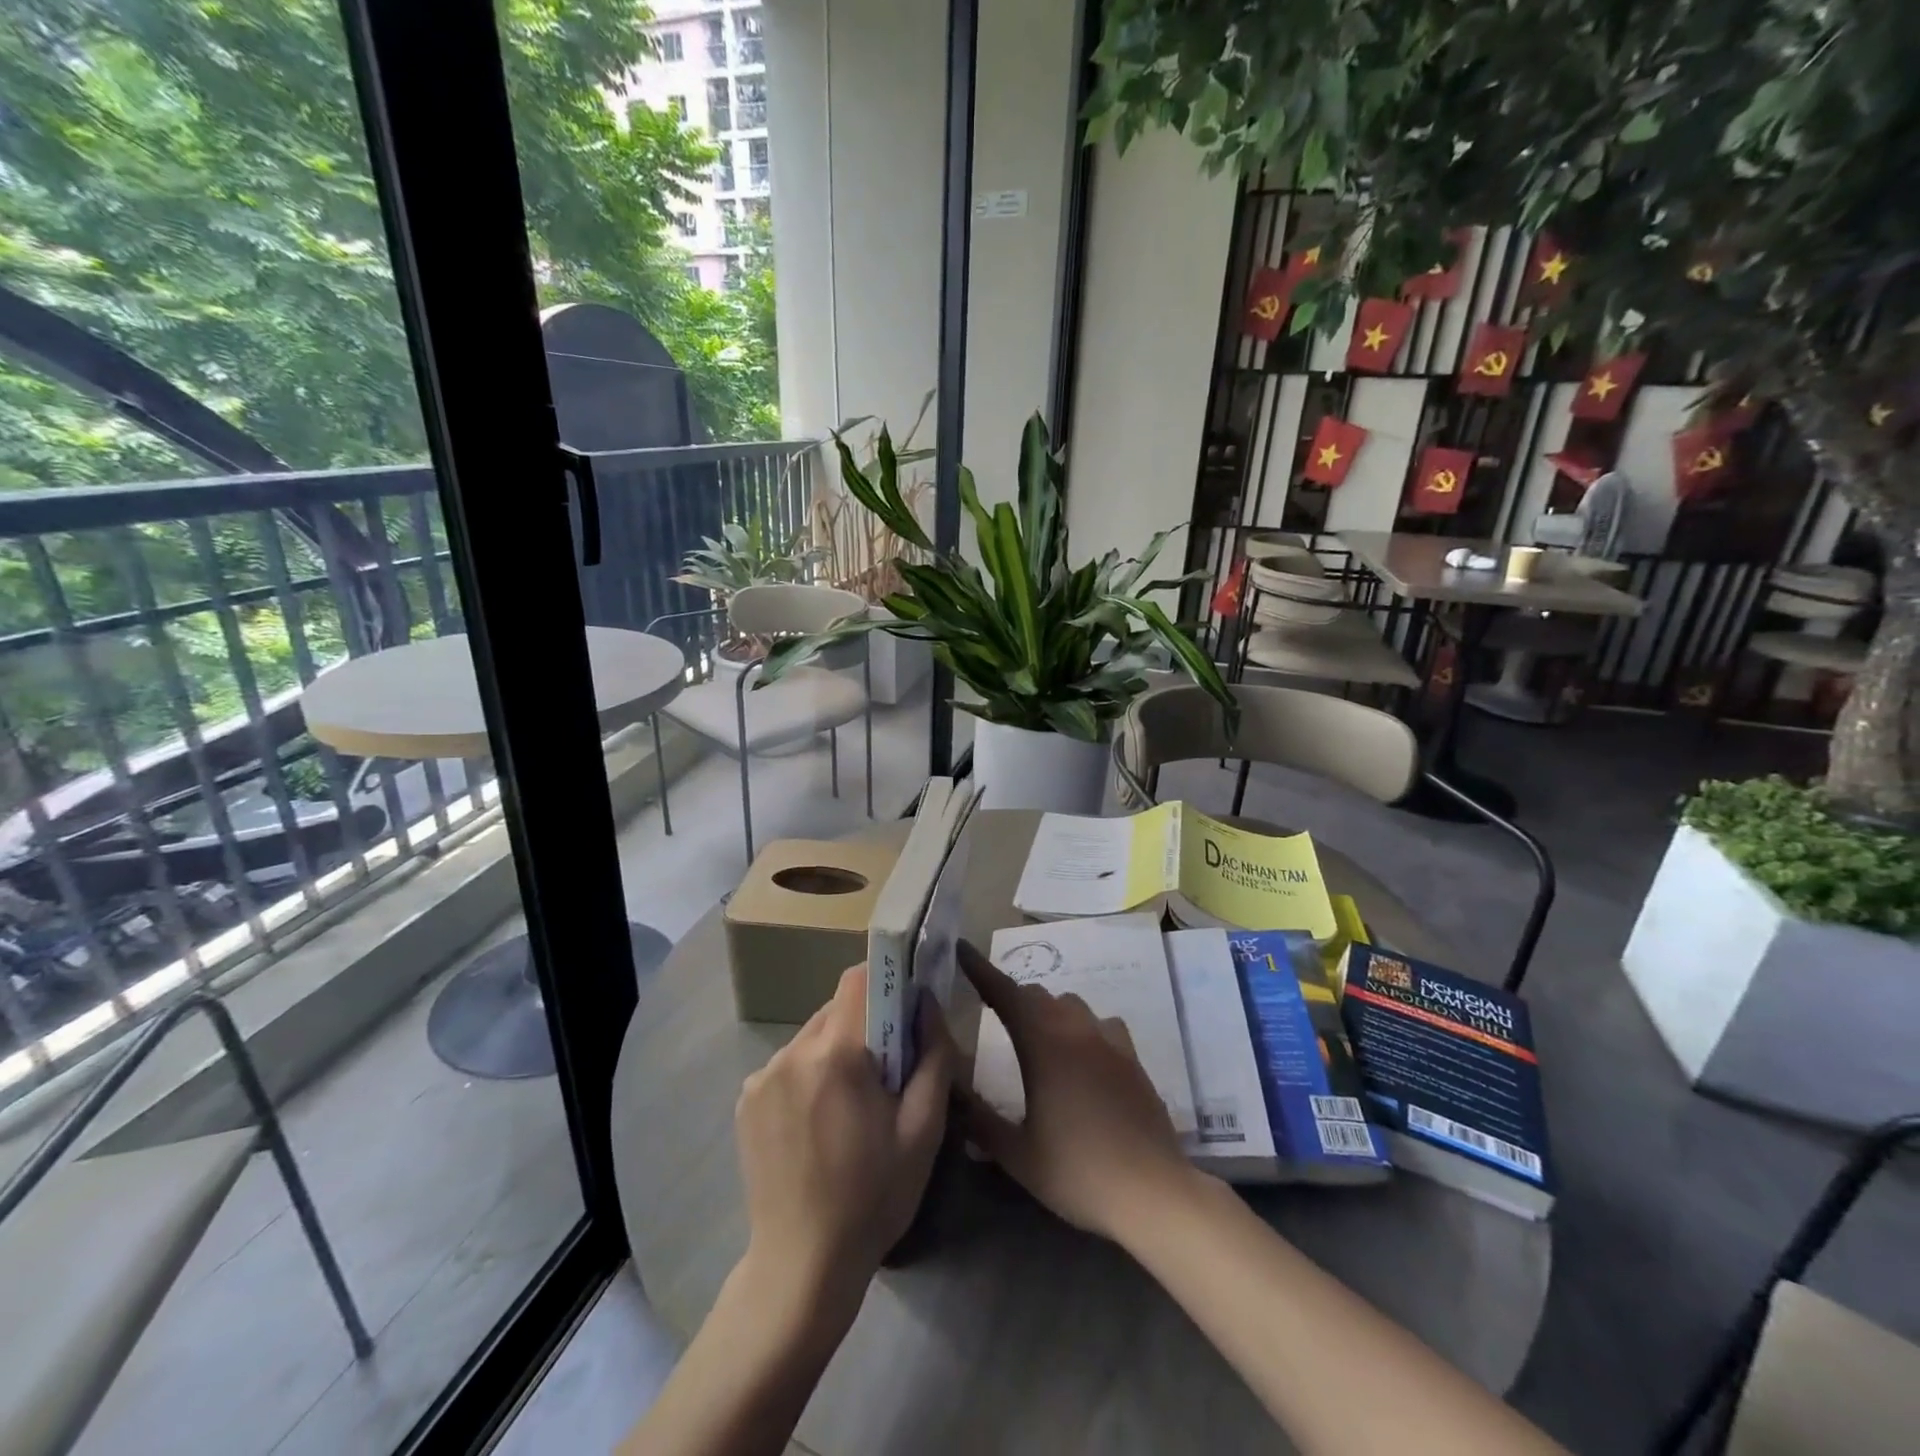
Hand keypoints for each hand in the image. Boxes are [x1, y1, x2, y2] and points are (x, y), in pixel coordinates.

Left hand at [734, 964, 953, 1309]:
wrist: (801, 1267)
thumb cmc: (873, 1198)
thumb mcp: (923, 1129)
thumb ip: (933, 1055)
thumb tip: (927, 1003)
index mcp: (835, 1054)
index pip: (858, 980)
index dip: (886, 982)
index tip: (907, 1009)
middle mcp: (791, 1052)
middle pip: (836, 1008)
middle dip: (866, 1025)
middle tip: (887, 1071)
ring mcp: (761, 1076)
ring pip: (812, 1036)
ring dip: (837, 1051)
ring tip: (852, 1104)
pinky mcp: (745, 1100)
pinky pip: (789, 1064)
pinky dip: (810, 1075)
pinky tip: (819, 1121)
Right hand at [958, 939, 1195, 1242]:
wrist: (1152, 1191)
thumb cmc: (1078, 1173)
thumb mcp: (1017, 1154)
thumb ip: (978, 1118)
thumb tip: (949, 1088)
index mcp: (1042, 1045)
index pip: (1004, 993)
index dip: (980, 970)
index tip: (962, 949)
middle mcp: (1075, 1030)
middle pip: (1036, 995)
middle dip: (1010, 996)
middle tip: (992, 1011)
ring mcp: (1108, 1041)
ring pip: (1069, 1004)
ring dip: (1046, 1009)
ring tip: (1035, 1033)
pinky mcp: (1132, 1057)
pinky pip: (1100, 1023)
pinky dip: (1081, 1026)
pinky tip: (1082, 1052)